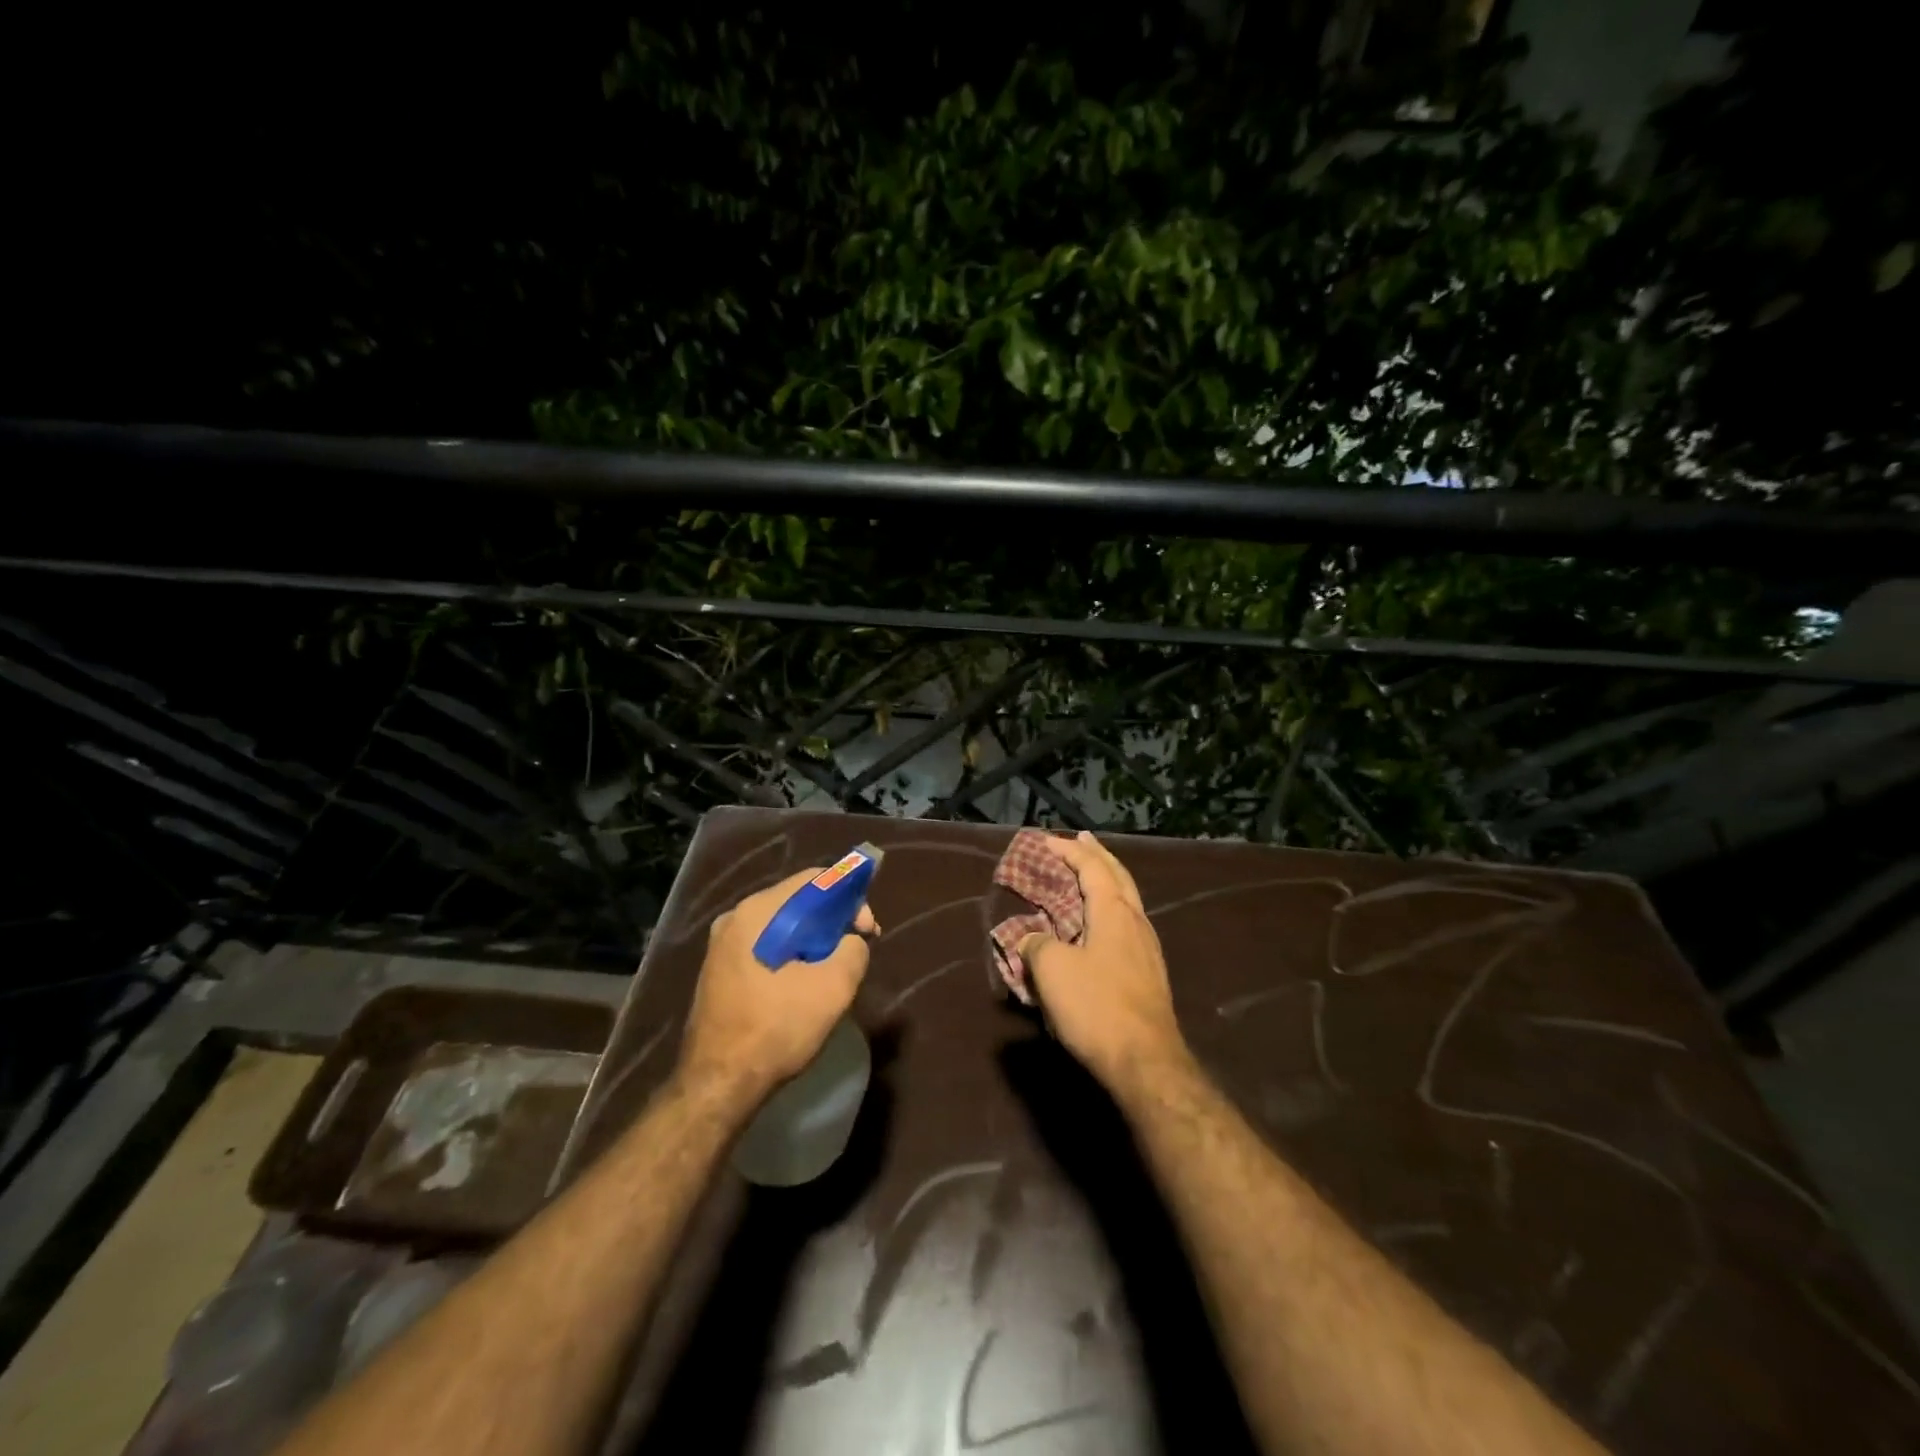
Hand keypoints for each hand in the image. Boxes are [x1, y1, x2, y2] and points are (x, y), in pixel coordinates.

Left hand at [678, 868, 877, 1106]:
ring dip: (813, 942)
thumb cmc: (776, 1029)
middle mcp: (735, 918)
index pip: (815, 880)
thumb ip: (853, 949)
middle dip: (832, 922)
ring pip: (782, 928)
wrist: (717, 1085)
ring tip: (833, 972)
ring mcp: (723, 946)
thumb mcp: (834, 987)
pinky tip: (803, 987)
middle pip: (797, 902)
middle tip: (855, 950)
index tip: (867, 930)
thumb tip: (850, 942)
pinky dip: (791, 957)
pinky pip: (766, 948)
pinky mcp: (719, 971)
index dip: (849, 898)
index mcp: (758, 912)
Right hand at [1019, 832, 1188, 1089]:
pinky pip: (1127, 924)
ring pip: (1127, 900)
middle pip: (1118, 876)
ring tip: (1090, 875)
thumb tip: (1034, 940)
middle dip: (1098, 855)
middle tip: (1082, 838)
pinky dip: (1110, 909)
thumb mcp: (1052, 970)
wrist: (1145, 1061)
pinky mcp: (1149, 973)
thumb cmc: (1096, 1006)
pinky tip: (1102, 923)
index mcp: (1115, 911)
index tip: (1046, 840)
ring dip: (1107, 881)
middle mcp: (1136, 921)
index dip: (1069, 850)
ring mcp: (1147, 948)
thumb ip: (1037, 945)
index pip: (1092, 867)